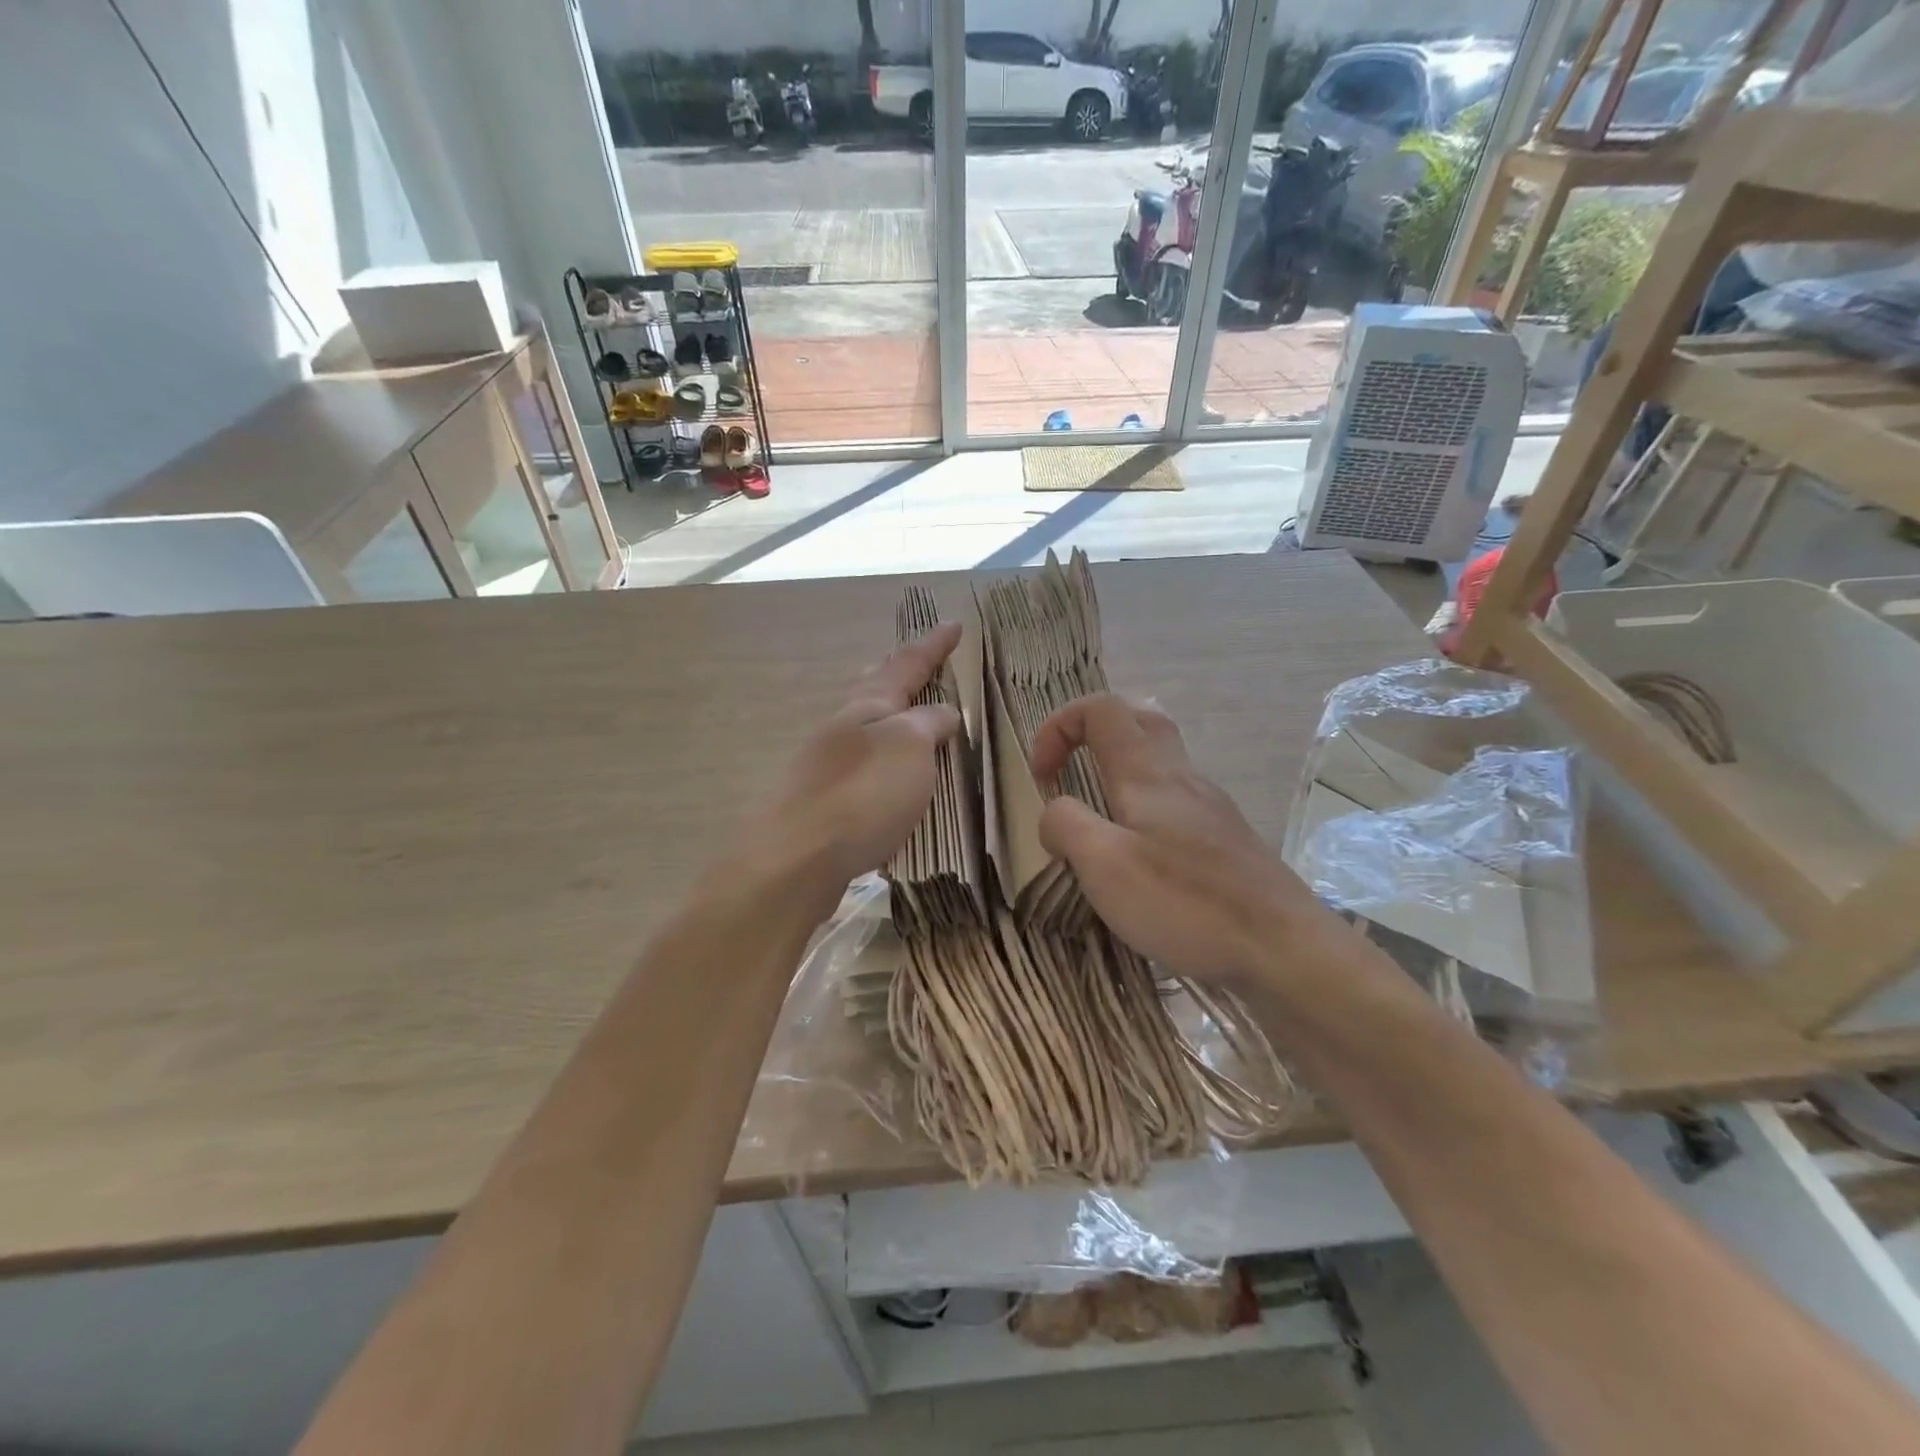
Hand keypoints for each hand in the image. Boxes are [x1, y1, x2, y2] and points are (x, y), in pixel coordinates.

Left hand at [749, 623, 963, 911]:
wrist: (796, 858)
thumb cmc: (863, 795)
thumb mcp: (909, 750)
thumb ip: (927, 725)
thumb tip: (942, 710)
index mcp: (867, 707)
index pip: (907, 666)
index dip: (933, 647)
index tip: (954, 624)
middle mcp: (841, 728)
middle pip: (870, 687)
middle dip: (895, 671)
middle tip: (913, 660)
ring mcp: (825, 764)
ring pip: (860, 725)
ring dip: (883, 713)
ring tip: (902, 714)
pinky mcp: (820, 801)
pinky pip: (856, 765)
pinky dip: (875, 756)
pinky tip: (880, 774)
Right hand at [1030, 694, 1329, 988]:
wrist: (1283, 948)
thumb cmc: (1186, 902)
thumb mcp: (1104, 865)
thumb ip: (1067, 825)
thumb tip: (1054, 812)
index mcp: (1147, 772)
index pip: (1100, 709)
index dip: (1059, 726)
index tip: (1040, 776)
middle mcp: (1182, 776)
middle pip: (1139, 719)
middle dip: (1093, 732)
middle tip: (1069, 770)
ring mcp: (1210, 807)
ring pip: (1161, 760)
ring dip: (1120, 770)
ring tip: (1097, 817)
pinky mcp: (1225, 839)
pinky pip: (1176, 799)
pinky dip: (1144, 805)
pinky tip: (1140, 853)